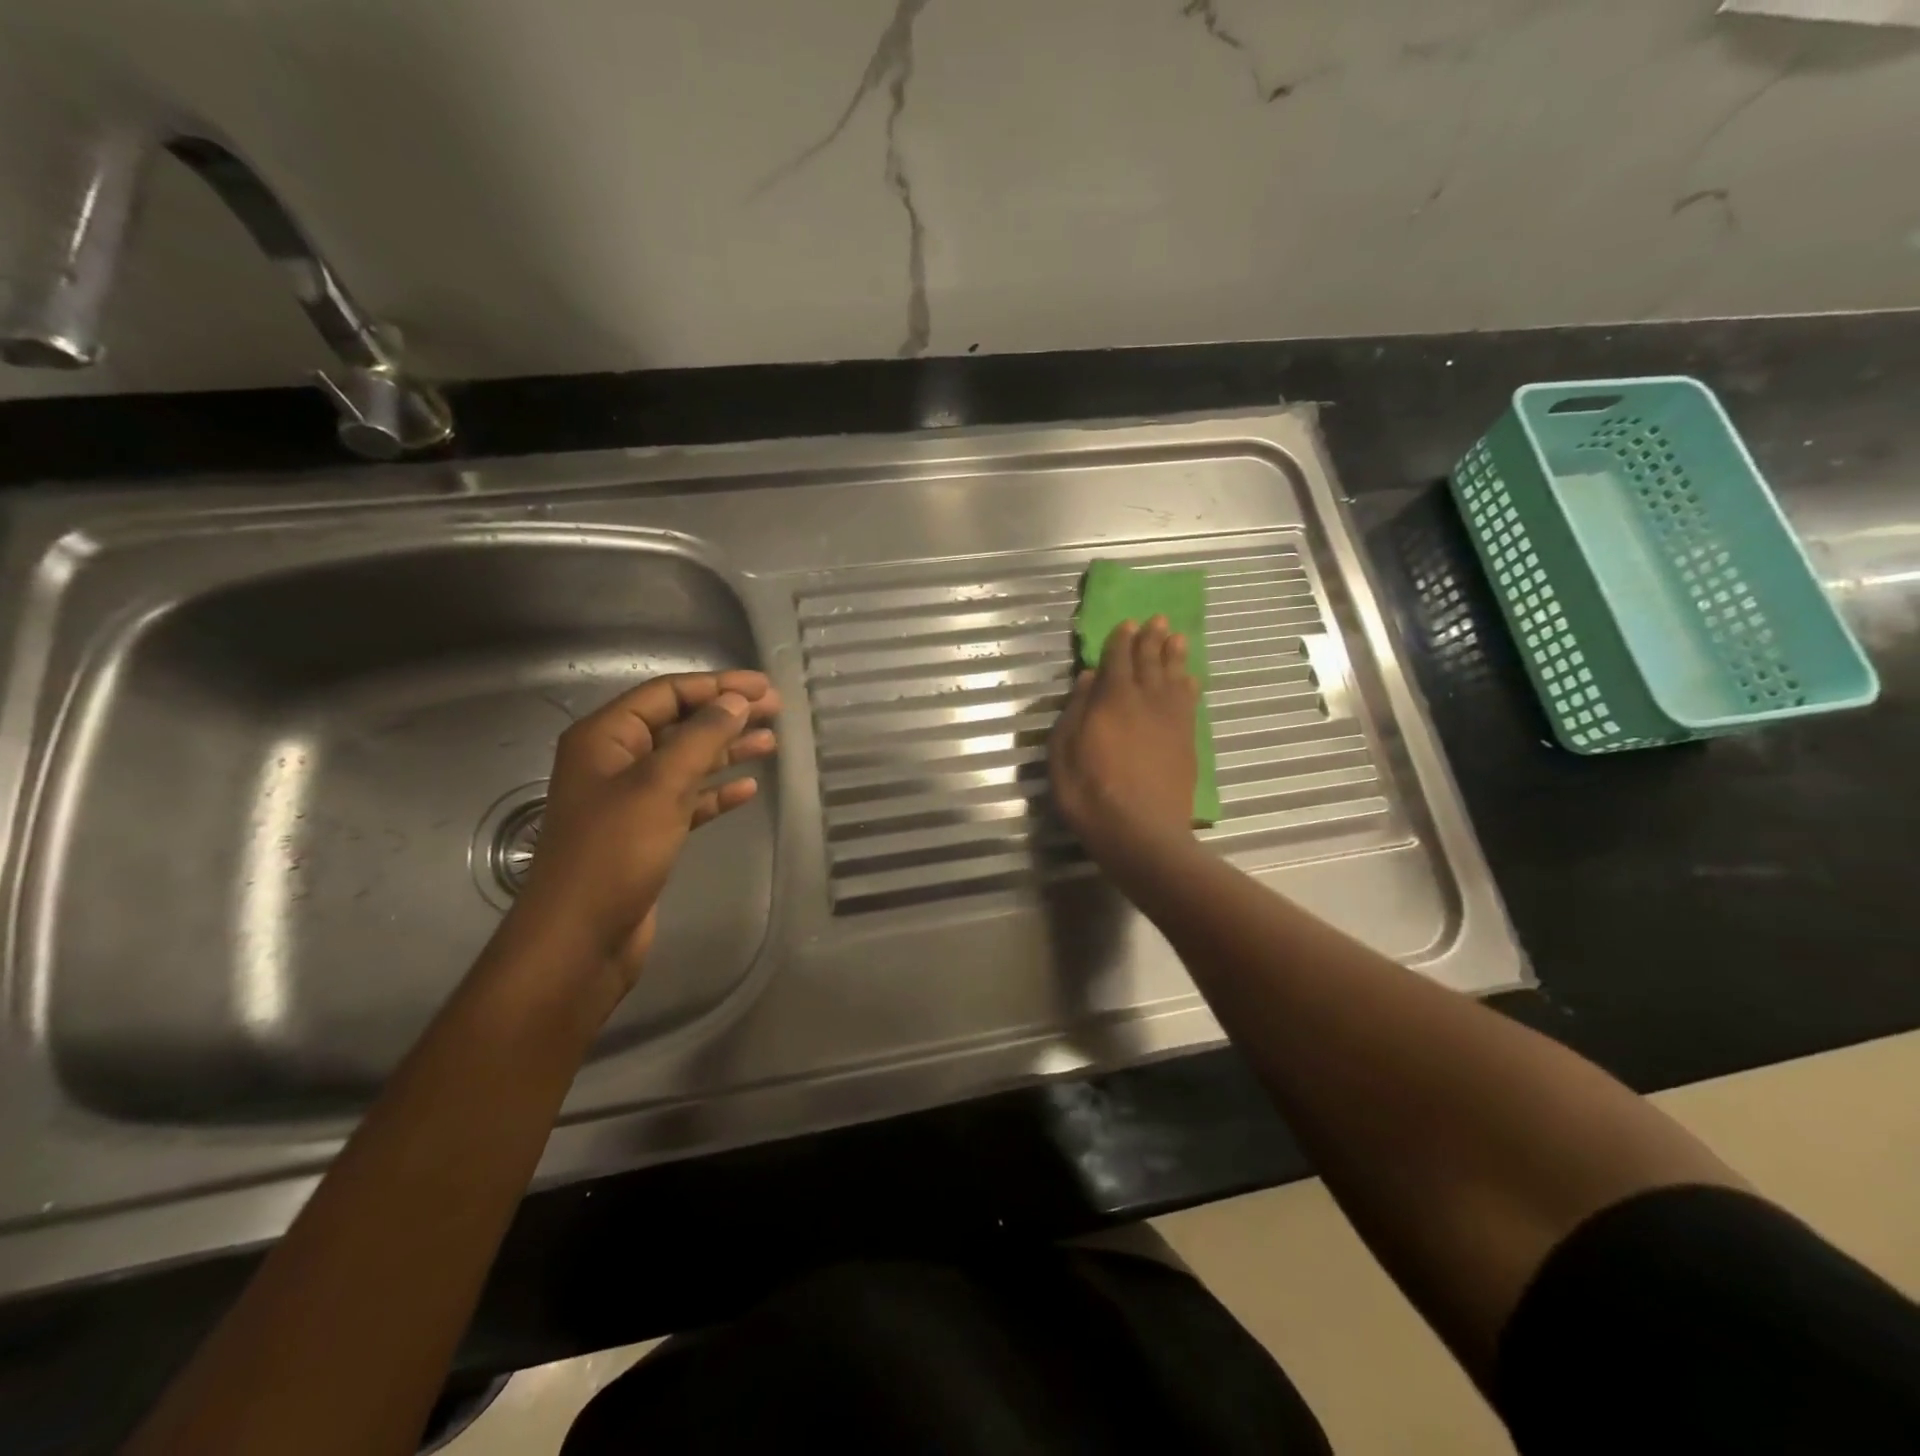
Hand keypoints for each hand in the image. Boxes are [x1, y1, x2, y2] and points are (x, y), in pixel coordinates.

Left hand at [507, 671, 780, 993]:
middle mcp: (615, 762)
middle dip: (726, 715)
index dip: (717, 685)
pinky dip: (716, 793)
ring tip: (771, 743)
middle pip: (679, 725)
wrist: (580, 938)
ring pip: (686, 763)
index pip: (666, 694)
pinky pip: (687, 801)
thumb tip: (736, 701)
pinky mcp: (646, 834)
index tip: (764, 687)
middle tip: (776, 711)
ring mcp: (630, 800)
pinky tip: (747, 790)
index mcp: (605, 737)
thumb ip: (701, 737)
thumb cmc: (615, 852)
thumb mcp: (660, 784)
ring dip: (727, 751)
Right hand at [1049, 617, 1200, 878]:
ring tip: (1177, 638)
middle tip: (1157, 620)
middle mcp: (1145, 701)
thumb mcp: (1063, 752)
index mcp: (1112, 700)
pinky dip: (1189, 685)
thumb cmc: (1089, 793)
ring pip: (1174, 677)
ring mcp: (1170, 721)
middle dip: (1152, 639)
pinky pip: (1190, 702)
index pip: (1118, 659)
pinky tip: (1190, 679)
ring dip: (1174, 655)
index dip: (1121, 640)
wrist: (1140, 832)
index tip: (1127, 623)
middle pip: (1150, 662)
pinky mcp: (1187, 741)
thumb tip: (1089, 677)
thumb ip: (1076, 710)